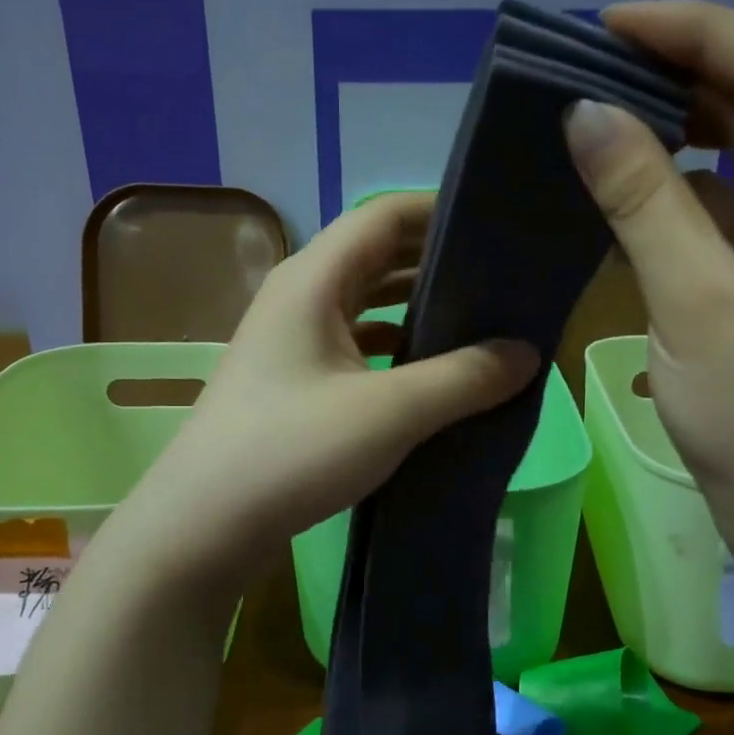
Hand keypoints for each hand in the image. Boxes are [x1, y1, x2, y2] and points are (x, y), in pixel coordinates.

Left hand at [121, 191, 540, 593]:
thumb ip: (465, 378)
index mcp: (314, 278)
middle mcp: (299, 295)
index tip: (500, 226)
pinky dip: (394, 346)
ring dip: (417, 306)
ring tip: (479, 321)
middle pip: (377, 255)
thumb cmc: (293, 451)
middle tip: (504, 276)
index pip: (386, 215)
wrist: (205, 524)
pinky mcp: (293, 380)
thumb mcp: (390, 412)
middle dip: (438, 260)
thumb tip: (528, 354)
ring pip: (366, 303)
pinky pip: (354, 343)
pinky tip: (430, 372)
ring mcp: (291, 340)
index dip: (442, 211)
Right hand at [564, 0, 733, 574]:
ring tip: (605, 107)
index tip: (612, 23)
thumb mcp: (695, 304)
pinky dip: (684, 188)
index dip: (701, 34)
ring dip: (682, 128)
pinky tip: (631, 181)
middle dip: (688, 73)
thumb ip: (643, 202)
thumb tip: (585, 115)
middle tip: (596, 60)